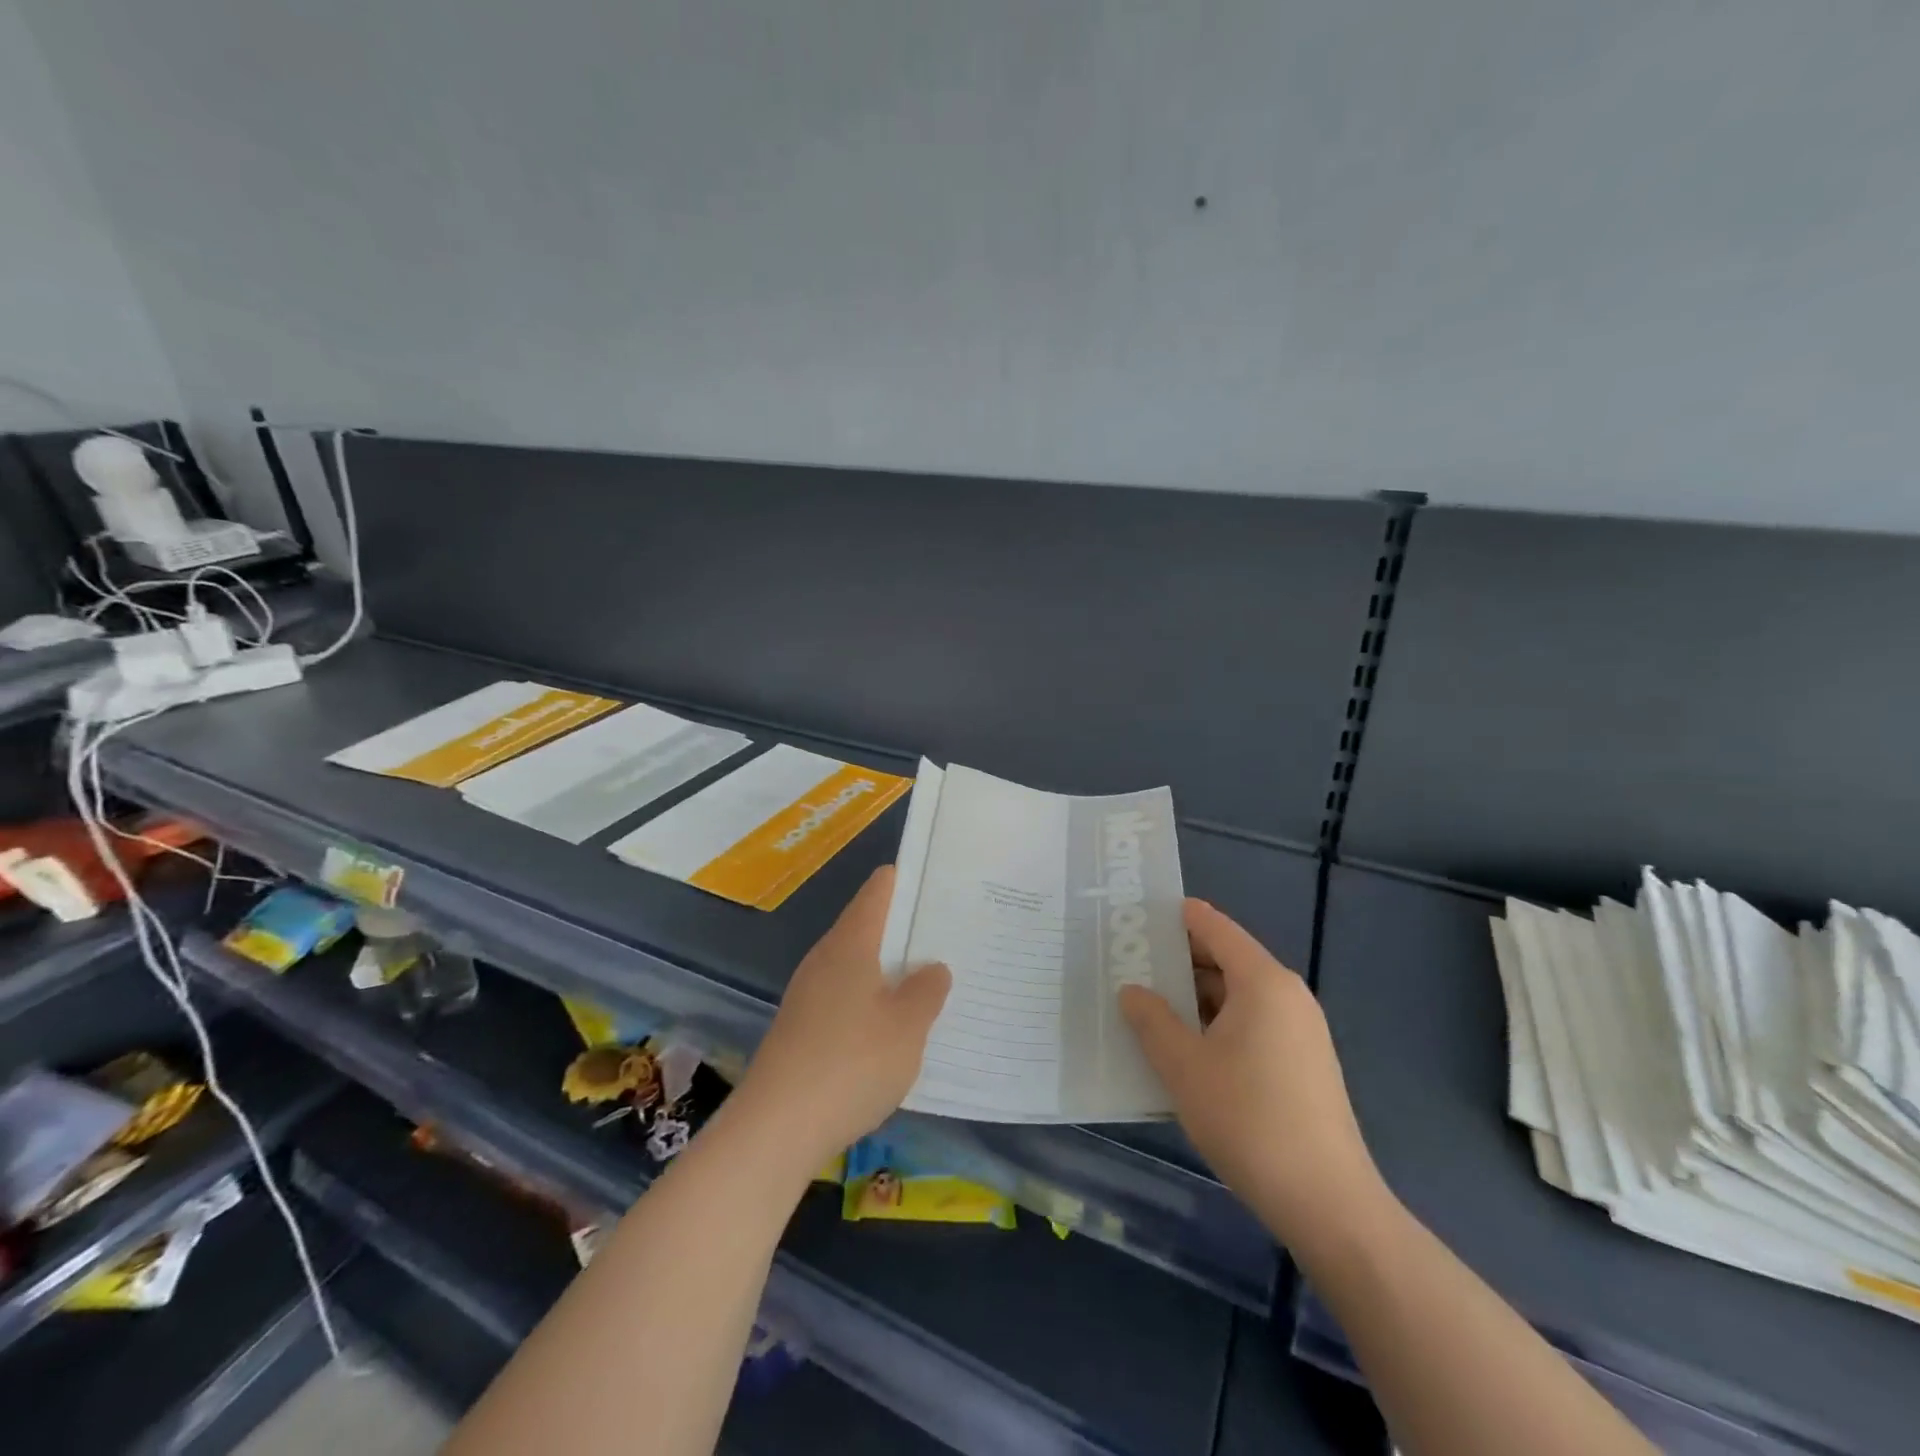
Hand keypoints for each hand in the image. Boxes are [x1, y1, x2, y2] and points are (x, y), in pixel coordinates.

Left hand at [733, 865, 949, 1171]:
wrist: (775, 1129)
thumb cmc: (851, 1063)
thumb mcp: (907, 1027)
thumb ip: (926, 991)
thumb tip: (933, 967)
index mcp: (851, 943)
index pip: (879, 890)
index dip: (907, 880)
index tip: (941, 883)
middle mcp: (825, 958)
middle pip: (867, 926)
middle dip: (906, 929)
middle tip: (949, 935)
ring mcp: (808, 994)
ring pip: (856, 965)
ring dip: (889, 970)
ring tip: (929, 980)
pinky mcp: (801, 1028)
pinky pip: (845, 998)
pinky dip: (871, 1001)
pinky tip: (892, 1027)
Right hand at [1119, 900, 1385, 1249]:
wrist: (1327, 1203)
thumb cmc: (1249, 1119)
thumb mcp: (1184, 1066)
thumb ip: (1151, 1020)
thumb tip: (1132, 991)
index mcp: (1263, 981)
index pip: (1214, 926)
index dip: (1175, 917)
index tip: (1135, 916)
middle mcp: (1286, 995)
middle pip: (1225, 959)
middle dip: (1177, 961)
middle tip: (1128, 965)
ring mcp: (1299, 1030)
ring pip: (1236, 996)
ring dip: (1193, 998)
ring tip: (1146, 1007)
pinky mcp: (1302, 1063)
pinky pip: (1251, 1024)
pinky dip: (1215, 1024)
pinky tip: (1184, 1048)